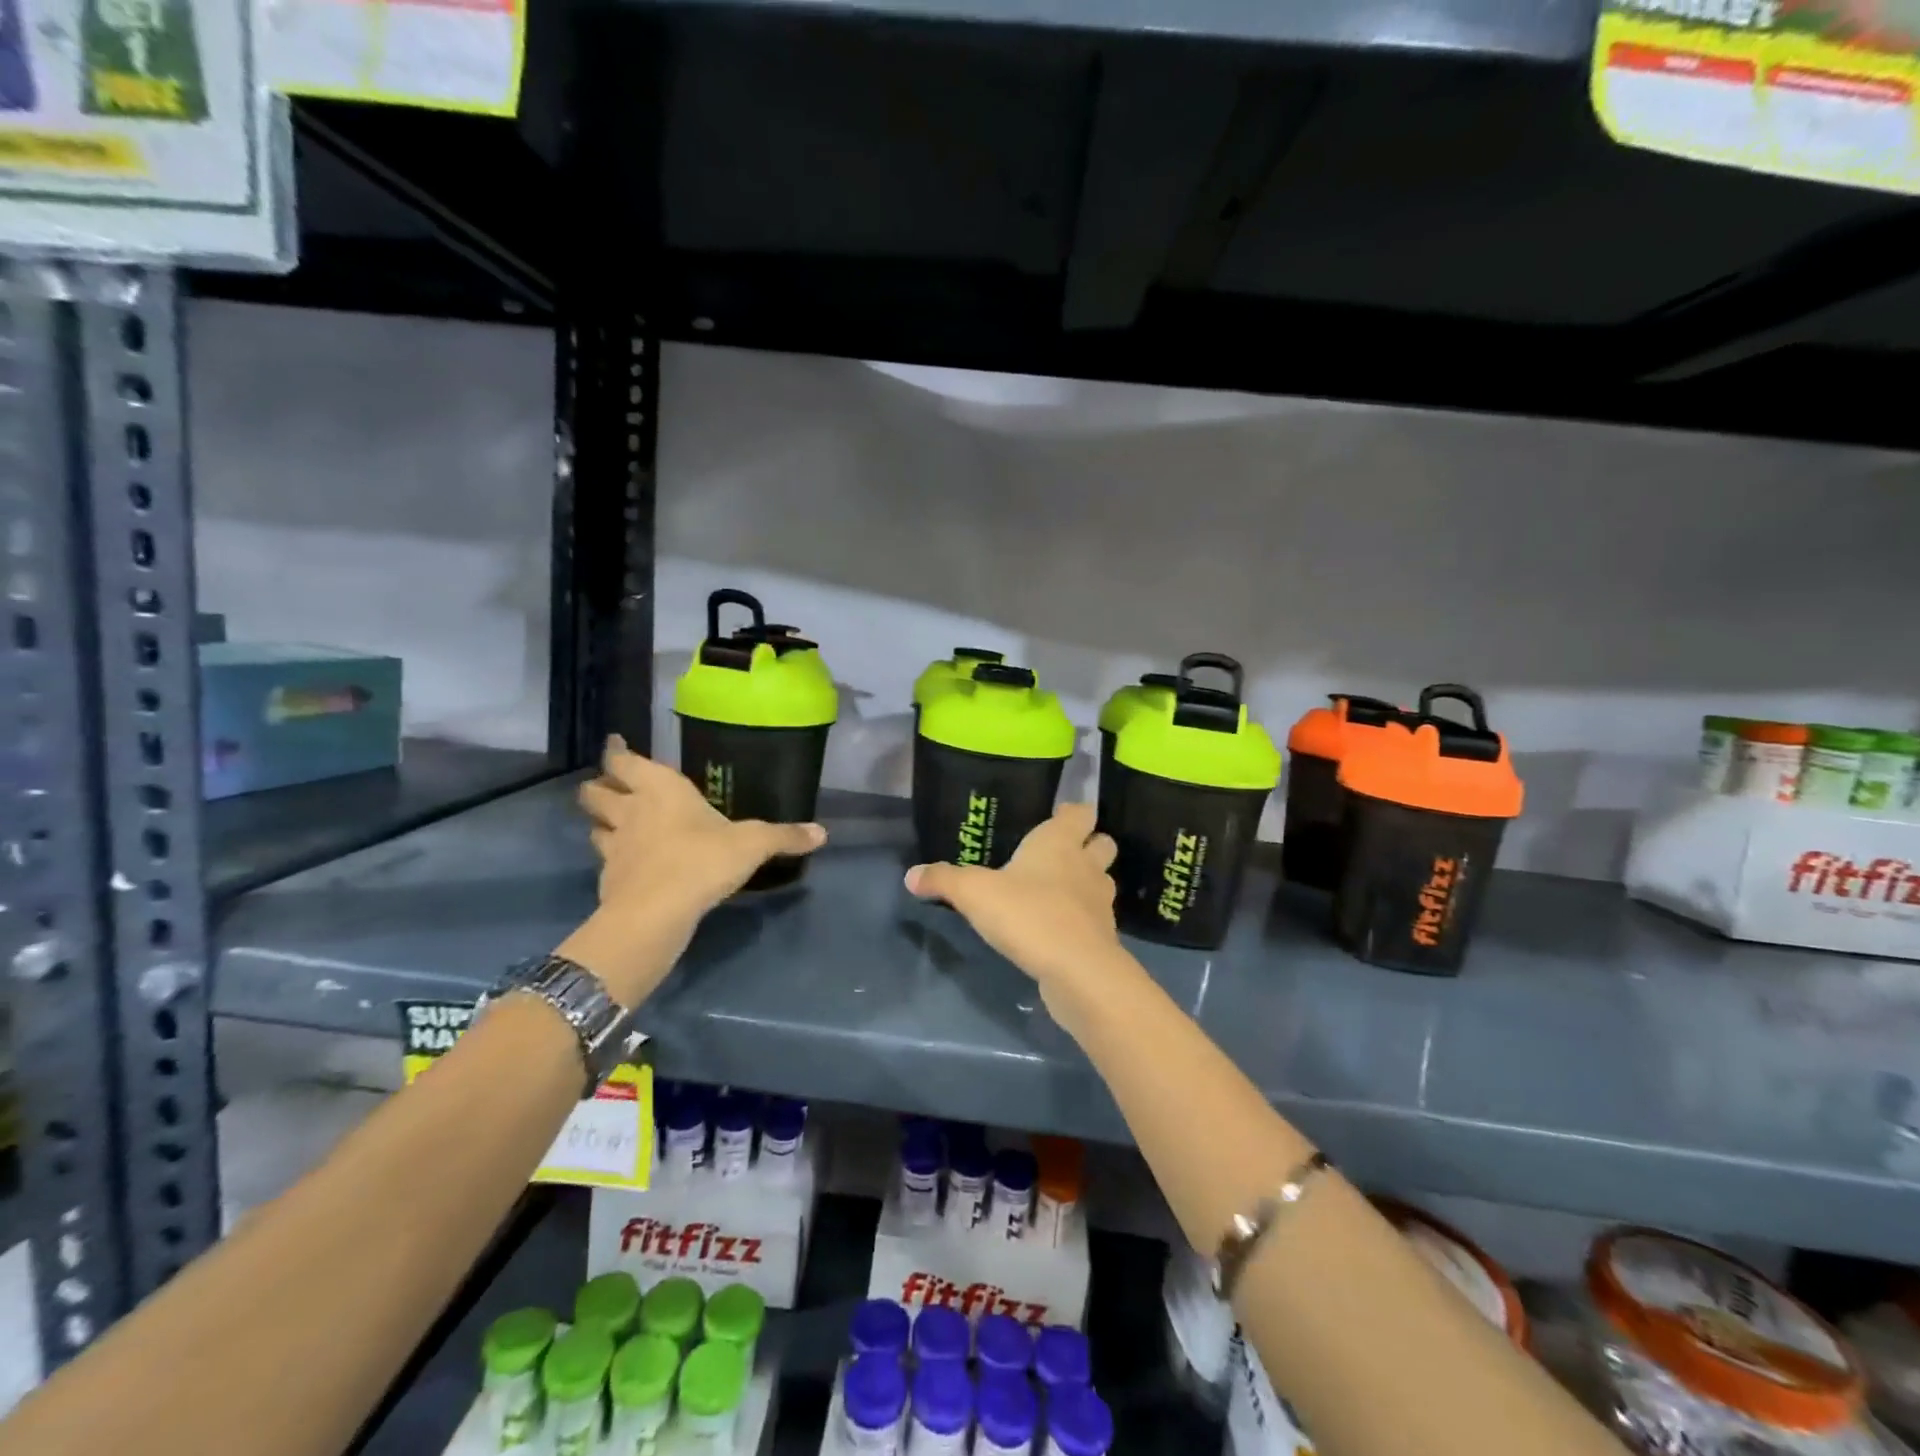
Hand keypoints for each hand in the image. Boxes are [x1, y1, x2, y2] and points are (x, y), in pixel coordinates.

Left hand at [567, 738, 825, 1001]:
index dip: (615, 752)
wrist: (656, 913)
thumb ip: (784, 836)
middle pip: (595, 790)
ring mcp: (615, 845)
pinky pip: (605, 859)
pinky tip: (628, 864)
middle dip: (599, 785)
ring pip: (594, 824)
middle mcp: (631, 810)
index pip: (623, 761)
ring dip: (600, 820)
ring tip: (614, 822)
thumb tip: (822, 833)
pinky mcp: (608, 878)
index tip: (613, 744)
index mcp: (661, 788)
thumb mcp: (753, 844)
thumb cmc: (703, 860)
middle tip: (611, 785)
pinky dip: (613, 858)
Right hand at [904, 802, 1121, 995]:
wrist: (1077, 971)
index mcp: (1059, 842)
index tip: (1056, 815)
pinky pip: (1094, 917)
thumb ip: (943, 879)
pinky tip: (1058, 927)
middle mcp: (1086, 865)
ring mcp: (1100, 902)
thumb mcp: (973, 893)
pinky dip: (1081, 918)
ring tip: (1057, 890)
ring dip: (1086, 881)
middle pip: (1102, 842)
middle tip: (1059, 852)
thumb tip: (911, 875)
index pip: (1081, 812)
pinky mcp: (1102, 936)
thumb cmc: (1028, 914)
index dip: (1072, 812)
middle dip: (1087, 844)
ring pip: (1101, 880)